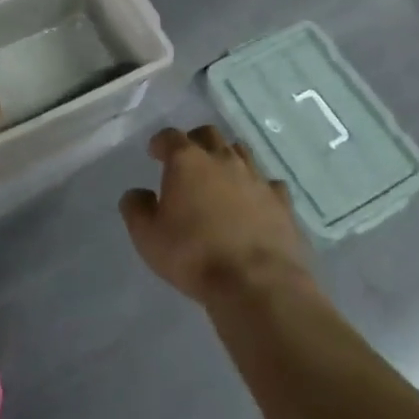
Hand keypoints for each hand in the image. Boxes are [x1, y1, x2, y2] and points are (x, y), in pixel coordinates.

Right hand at [121, 126, 312, 304]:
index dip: (160, 142)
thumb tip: (138, 193)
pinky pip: (269, 183)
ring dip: (227, 158)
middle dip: (195, 141)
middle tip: (187, 159)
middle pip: (209, 135)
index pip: (170, 136)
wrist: (257, 284)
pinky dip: (258, 187)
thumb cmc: (194, 256)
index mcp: (187, 161)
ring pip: (241, 152)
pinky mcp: (282, 201)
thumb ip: (136, 209)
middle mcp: (223, 159)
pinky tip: (254, 201)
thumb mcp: (147, 237)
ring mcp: (257, 178)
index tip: (155, 152)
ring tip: (220, 177)